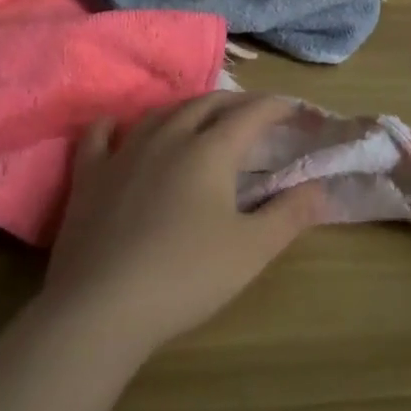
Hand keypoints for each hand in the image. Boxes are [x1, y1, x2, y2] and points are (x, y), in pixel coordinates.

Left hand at [43, 93, 328, 357]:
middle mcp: (169, 137)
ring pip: (161, 113)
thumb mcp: (251, 250)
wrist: (101, 308)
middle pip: (207, 104)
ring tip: (201, 118)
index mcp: (211, 150)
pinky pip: (100, 136)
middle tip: (255, 114)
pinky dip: (116, 125)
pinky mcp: (90, 176)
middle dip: (236, 103)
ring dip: (188, 108)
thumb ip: (290, 214)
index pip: (252, 113)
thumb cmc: (185, 276)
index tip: (295, 110)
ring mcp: (125, 153)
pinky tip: (118, 126)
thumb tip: (320, 187)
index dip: (278, 107)